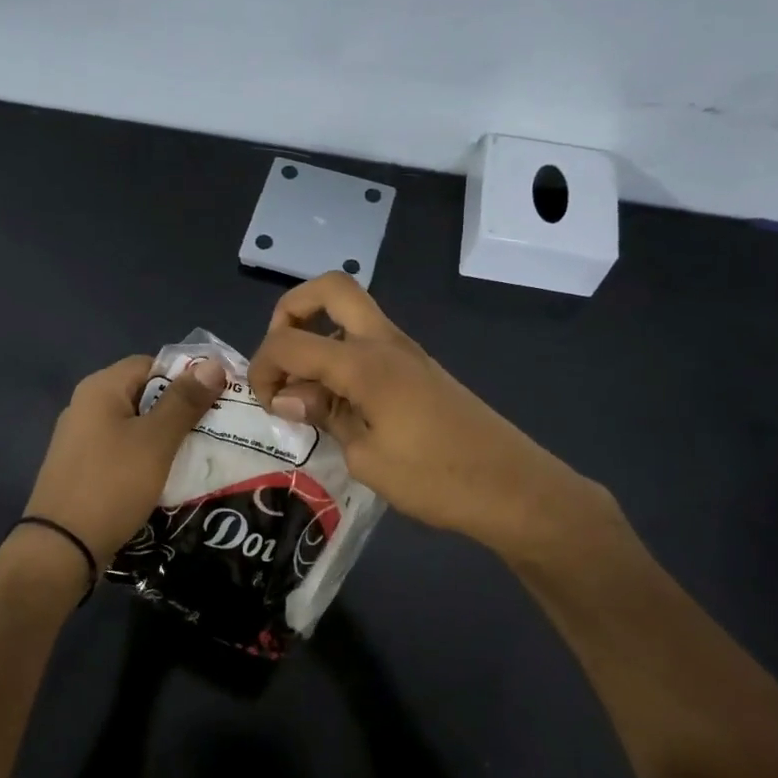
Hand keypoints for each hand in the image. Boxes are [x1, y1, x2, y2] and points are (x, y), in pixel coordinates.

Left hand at [23, 353, 227, 566]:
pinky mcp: (83, 469)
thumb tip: (213, 363)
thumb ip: (184, 401)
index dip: (187, 377)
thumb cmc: (112, 484)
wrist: (62, 548)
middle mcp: (86, 406)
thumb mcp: (156, 440)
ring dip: (167, 437)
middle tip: (218, 428)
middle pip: (144, 394)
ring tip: (202, 454)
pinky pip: (124, 452)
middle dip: (181, 409)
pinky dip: (148, 458)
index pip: (151, 364)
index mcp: (101, 388)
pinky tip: (170, 477)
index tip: (219, 399)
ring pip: (136, 426)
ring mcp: (81, 440)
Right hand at [246, 272, 615, 557]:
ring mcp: (407, 352)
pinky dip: (342, 357)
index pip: (291, 340)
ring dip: (318, 334)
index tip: (263, 402)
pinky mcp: (419, 369)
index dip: (263, 365)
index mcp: (366, 363)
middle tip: (282, 357)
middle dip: (290, 310)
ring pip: (351, 312)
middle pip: (330, 288)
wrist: (513, 489)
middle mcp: (385, 343)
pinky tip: (340, 405)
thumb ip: (325, 415)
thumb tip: (290, 395)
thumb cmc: (436, 479)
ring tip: (308, 391)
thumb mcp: (366, 458)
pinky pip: (369, 342)